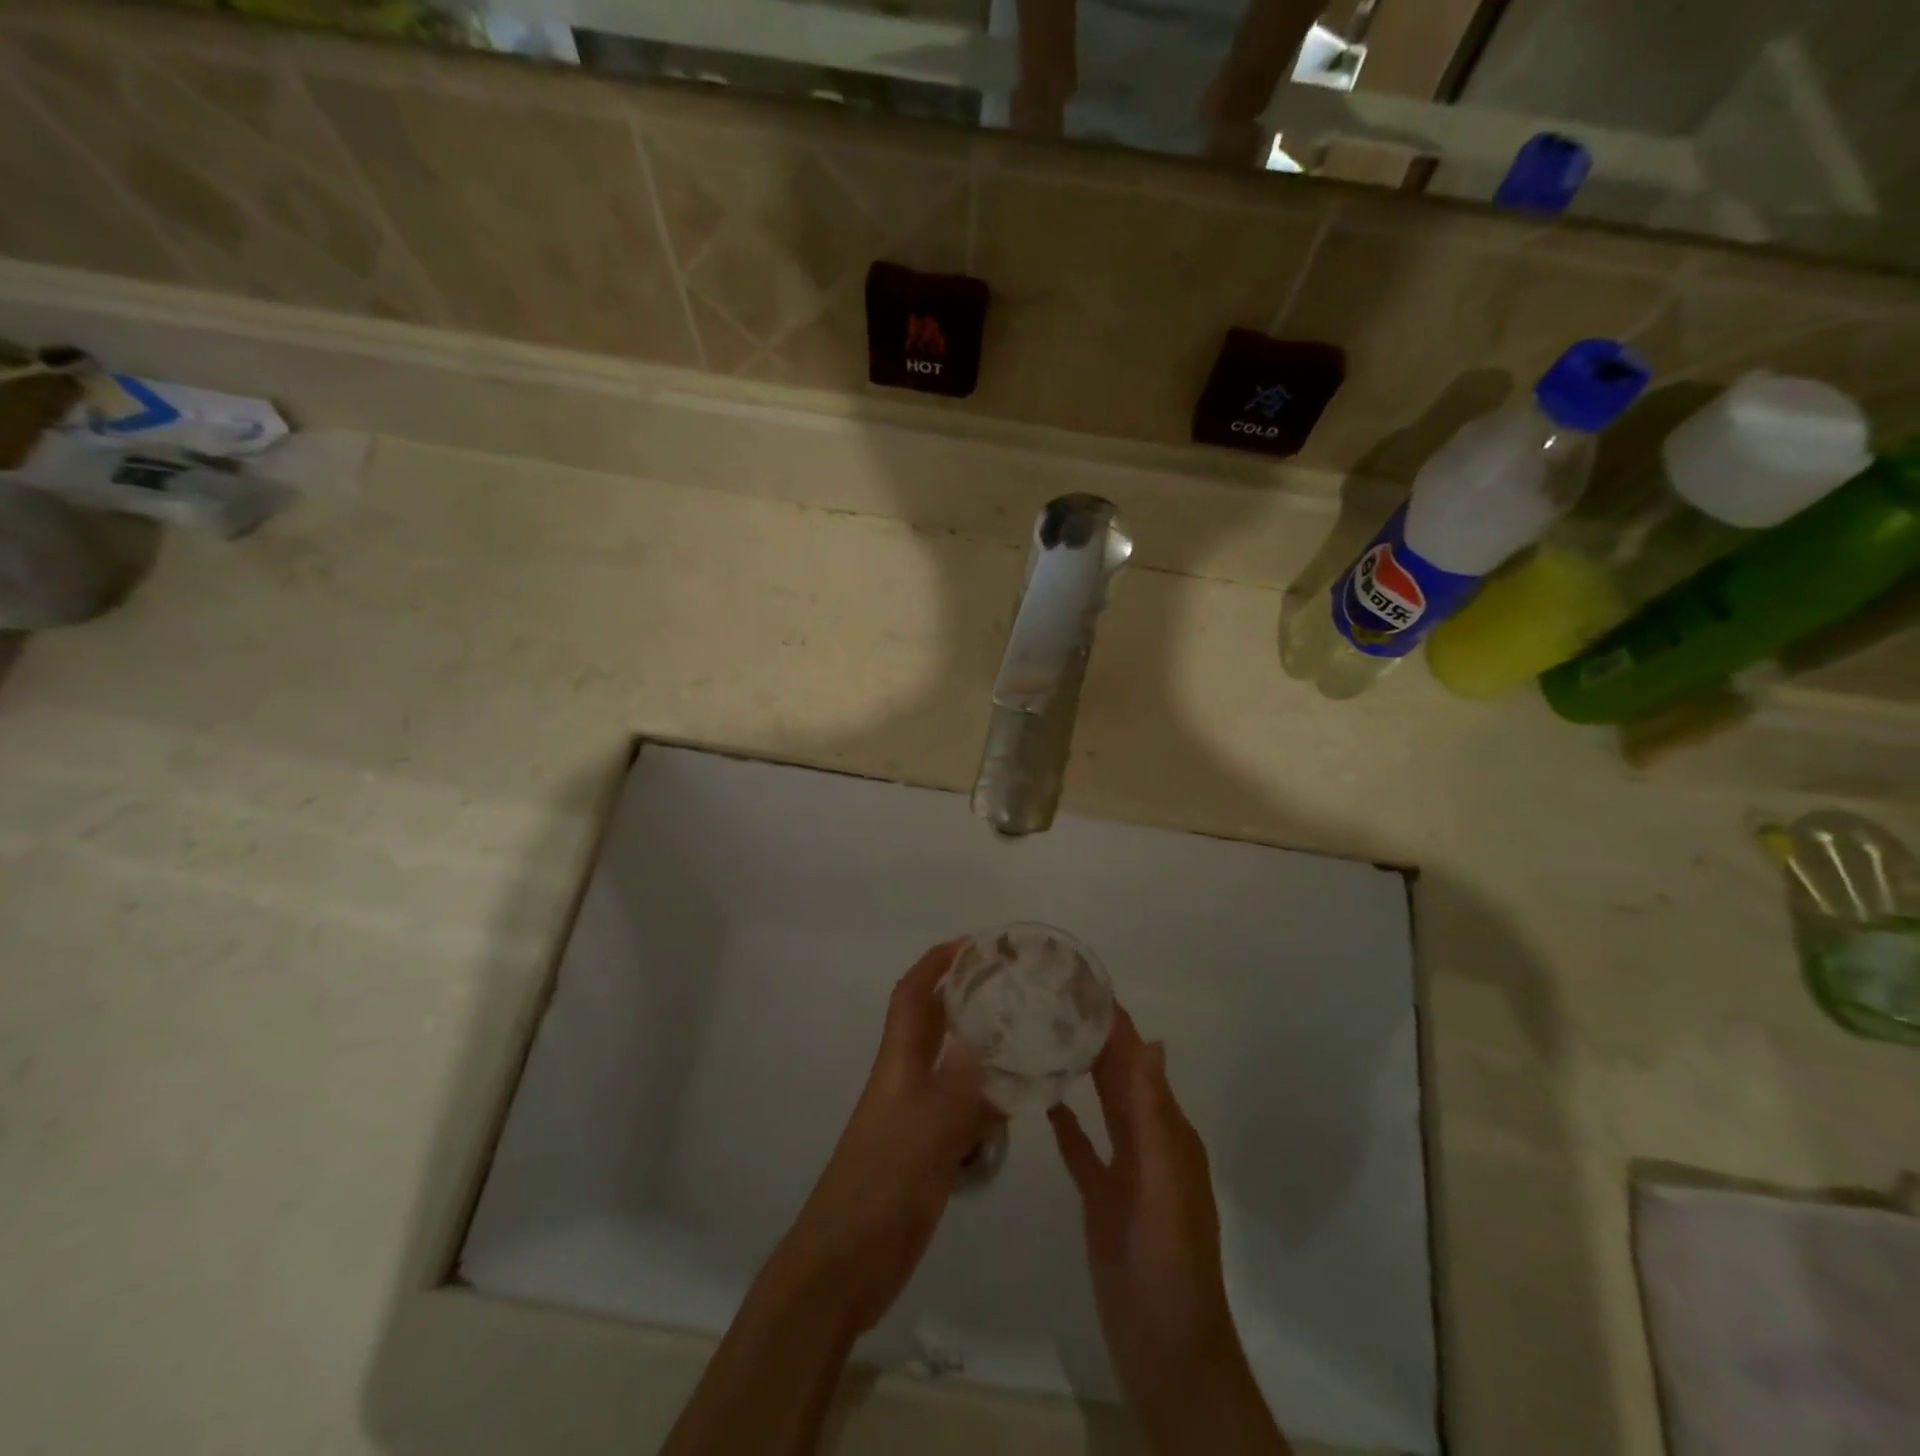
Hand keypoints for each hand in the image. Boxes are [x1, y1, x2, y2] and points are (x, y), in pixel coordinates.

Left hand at [777, 940, 1000, 1333]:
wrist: (848, 1262)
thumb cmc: (881, 1183)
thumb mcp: (928, 1127)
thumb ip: (961, 1082)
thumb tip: (989, 1033)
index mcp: (899, 1063)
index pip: (912, 996)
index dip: (935, 964)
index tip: (971, 944)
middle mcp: (908, 1080)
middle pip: (935, 1024)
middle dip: (965, 996)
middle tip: (1011, 983)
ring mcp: (919, 1117)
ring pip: (955, 1068)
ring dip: (984, 1048)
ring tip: (1029, 1032)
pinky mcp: (931, 1151)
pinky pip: (967, 1111)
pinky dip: (992, 1099)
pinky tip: (1023, 1099)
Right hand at [1051, 1007, 1289, 1453]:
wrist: (1164, 1346)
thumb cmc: (1168, 1257)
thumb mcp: (1164, 1179)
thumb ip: (1153, 1112)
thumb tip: (1151, 1040)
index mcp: (1168, 1129)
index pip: (1138, 1061)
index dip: (1116, 1023)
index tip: (1083, 982)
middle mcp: (1148, 1139)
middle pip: (1118, 1076)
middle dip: (1094, 1036)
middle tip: (1052, 997)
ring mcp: (1124, 1169)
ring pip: (1100, 1105)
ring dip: (1081, 1070)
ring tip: (1044, 1033)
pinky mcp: (1100, 1196)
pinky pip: (1082, 1147)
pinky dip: (1067, 1121)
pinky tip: (1042, 1098)